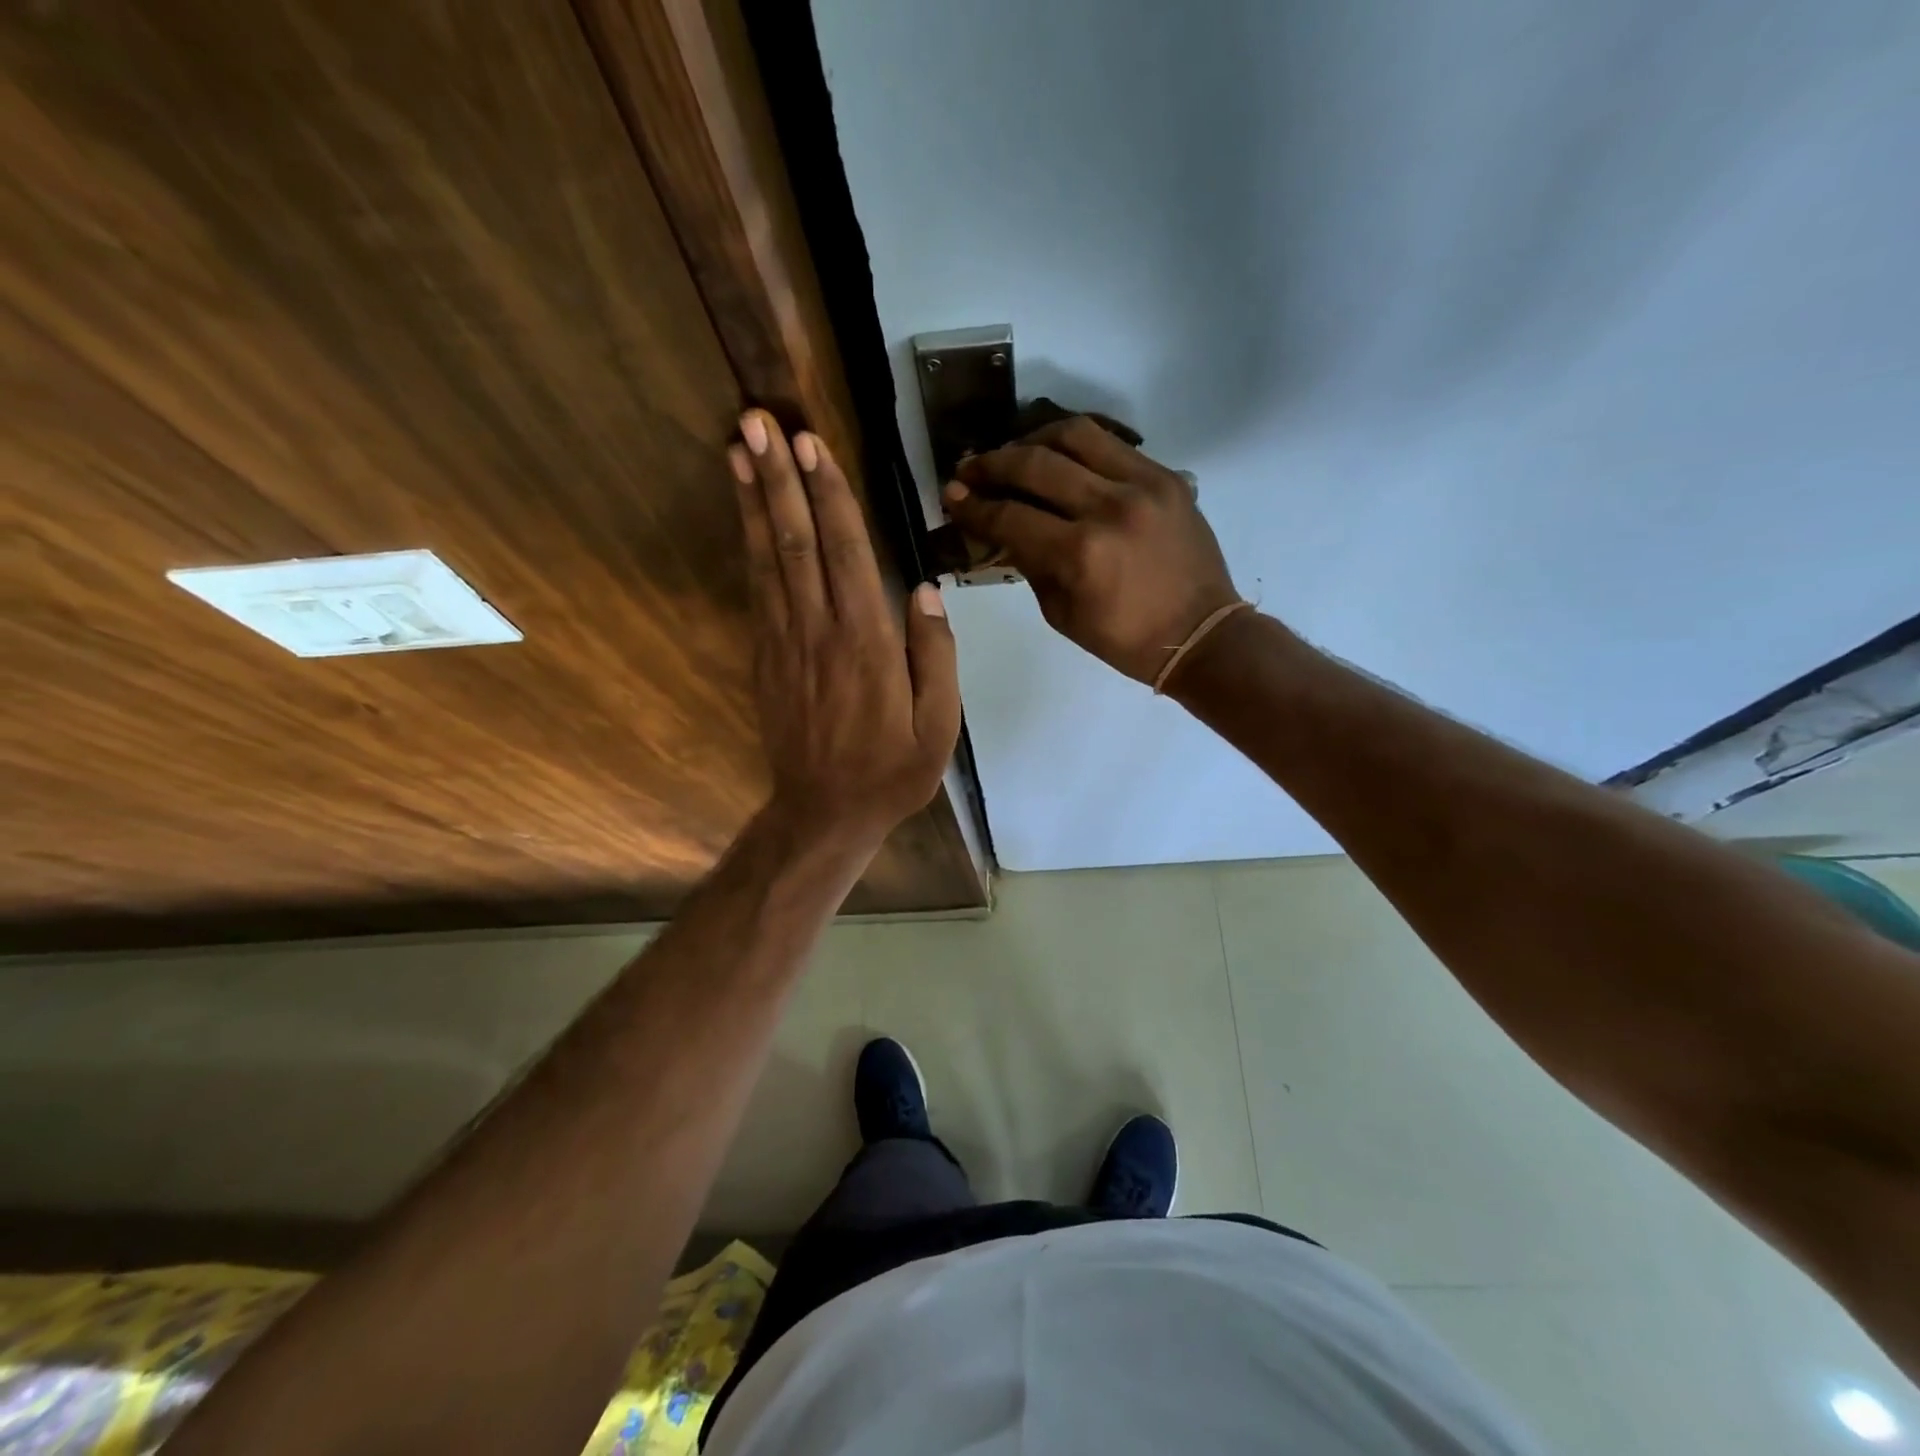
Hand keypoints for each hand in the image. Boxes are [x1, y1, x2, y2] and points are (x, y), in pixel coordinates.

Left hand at [730, 411, 960, 843]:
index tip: (810, 444)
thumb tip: (926, 589)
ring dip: (753, 499)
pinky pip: (757, 588)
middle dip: (779, 476)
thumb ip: (935, 655)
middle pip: (796, 540)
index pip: (847, 551)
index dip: (828, 495)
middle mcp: (819, 629)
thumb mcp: (938, 724)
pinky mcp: (765, 656)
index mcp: (866, 641)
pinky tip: (745, 514)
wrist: (825, 811)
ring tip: (738, 447)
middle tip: (758, 419)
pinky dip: (748, 544)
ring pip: (767, 557)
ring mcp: (785, 641)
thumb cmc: (892, 770)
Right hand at [942, 417, 1239, 684]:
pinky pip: (1112, 443)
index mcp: (1081, 554)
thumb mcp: (1062, 614)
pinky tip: (1059, 455)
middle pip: (1035, 464)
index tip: (951, 496)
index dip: (973, 506)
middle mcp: (1109, 508)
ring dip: (1033, 439)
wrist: (1200, 634)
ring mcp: (1143, 485)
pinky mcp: (1166, 476)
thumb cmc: (1125, 639)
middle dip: (991, 464)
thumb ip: (1029, 565)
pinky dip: (1076, 444)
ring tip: (1014, 453)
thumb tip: (1002, 529)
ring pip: (1075, 435)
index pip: (1010, 517)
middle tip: (969, 468)